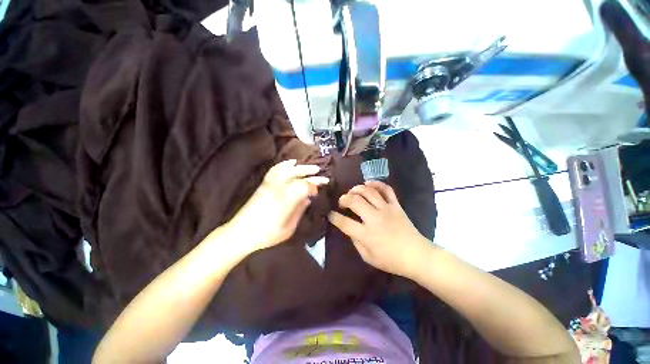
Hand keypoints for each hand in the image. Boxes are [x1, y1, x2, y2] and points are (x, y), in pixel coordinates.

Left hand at [227, 160, 328, 252]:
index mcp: (287, 198)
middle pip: (299, 175)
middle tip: (324, 177)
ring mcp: (271, 183)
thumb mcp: (289, 227)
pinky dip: (285, 164)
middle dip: (313, 175)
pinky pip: (276, 169)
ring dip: (302, 168)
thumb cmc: (268, 234)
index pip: (306, 186)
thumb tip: (308, 199)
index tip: (319, 192)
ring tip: (313, 168)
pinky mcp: (264, 183)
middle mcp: (279, 186)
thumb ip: (300, 210)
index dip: (315, 187)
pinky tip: (292, 162)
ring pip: (289, 170)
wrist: (241, 232)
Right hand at [328, 181, 431, 277]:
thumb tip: (349, 229)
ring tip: (352, 192)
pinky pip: (386, 189)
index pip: (344, 222)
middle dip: (344, 199)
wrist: (417, 255)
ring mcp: (386, 209)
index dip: (334, 217)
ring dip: (357, 189)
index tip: (330, 214)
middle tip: (341, 202)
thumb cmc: (392, 260)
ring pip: (368, 192)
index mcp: (367, 234)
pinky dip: (376, 183)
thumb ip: (356, 242)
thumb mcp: (368, 257)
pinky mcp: (396, 205)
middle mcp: (375, 219)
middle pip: (355, 201)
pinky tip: (368, 184)